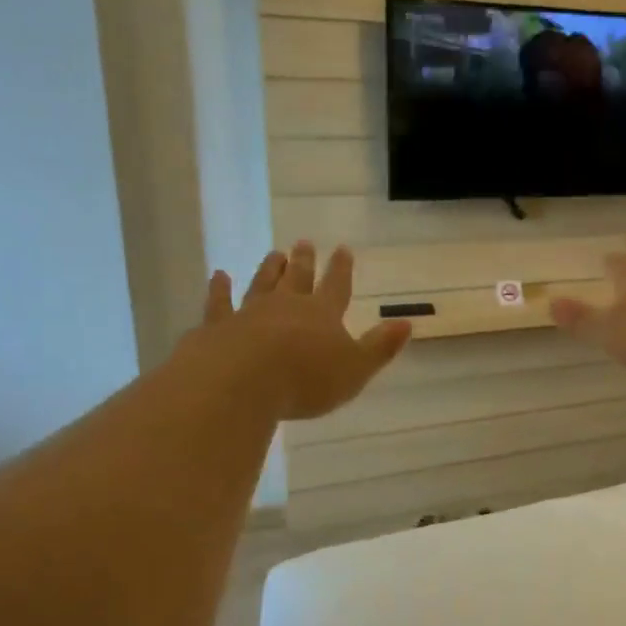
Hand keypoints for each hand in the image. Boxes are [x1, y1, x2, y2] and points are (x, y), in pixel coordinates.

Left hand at [202, 242, 411, 420]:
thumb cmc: (305, 380)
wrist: (241, 382)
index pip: (336, 286)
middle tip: (304, 243)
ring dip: (269, 268)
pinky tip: (219, 276)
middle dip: (304, 260)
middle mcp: (286, 305)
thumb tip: (407, 323)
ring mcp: (250, 312)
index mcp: (322, 314)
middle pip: (297, 278)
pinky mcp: (218, 326)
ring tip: (274, 253)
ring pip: (262, 283)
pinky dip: (219, 289)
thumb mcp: (355, 369)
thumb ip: (379, 347)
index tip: (343, 249)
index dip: (341, 269)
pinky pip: (219, 302)